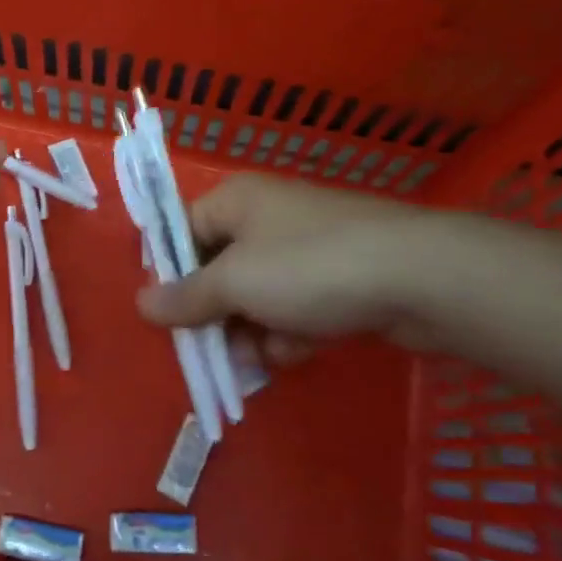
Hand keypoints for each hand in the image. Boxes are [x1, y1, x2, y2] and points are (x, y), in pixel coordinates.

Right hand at [136, 173, 447, 345]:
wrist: (421, 276)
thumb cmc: (309, 267)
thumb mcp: (235, 283)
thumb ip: (186, 297)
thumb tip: (140, 303)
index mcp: (236, 201)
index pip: (183, 231)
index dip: (171, 274)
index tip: (167, 316)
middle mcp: (268, 217)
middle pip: (220, 268)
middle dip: (215, 314)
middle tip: (209, 351)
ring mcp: (308, 248)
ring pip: (259, 294)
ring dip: (252, 330)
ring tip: (258, 359)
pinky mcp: (340, 278)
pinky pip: (297, 306)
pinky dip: (290, 331)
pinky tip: (296, 352)